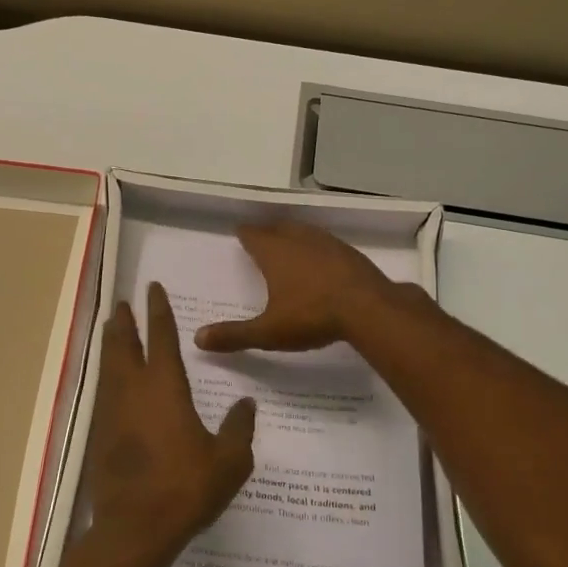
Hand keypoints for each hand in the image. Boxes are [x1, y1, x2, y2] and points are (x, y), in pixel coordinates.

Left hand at [83, 283, 255, 566]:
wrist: (135, 528)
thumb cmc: (186, 488)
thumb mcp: (229, 461)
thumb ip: (239, 428)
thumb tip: (246, 403)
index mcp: (165, 387)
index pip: (161, 336)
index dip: (158, 310)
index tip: (152, 288)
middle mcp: (133, 390)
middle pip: (124, 344)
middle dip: (124, 321)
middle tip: (122, 304)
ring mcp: (112, 411)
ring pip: (109, 366)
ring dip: (111, 344)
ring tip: (111, 331)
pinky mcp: (99, 434)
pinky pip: (104, 392)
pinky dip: (107, 375)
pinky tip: (112, 383)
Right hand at [194, 220, 397, 353]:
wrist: (369, 309)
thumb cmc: (312, 316)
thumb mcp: (268, 332)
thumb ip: (234, 335)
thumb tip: (197, 338)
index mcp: (274, 253)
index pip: (253, 235)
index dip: (245, 234)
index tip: (240, 233)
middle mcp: (298, 240)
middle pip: (278, 227)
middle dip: (268, 231)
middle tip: (261, 237)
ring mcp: (327, 243)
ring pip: (304, 231)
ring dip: (294, 235)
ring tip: (289, 244)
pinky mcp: (349, 253)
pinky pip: (326, 243)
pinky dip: (317, 248)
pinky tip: (321, 261)